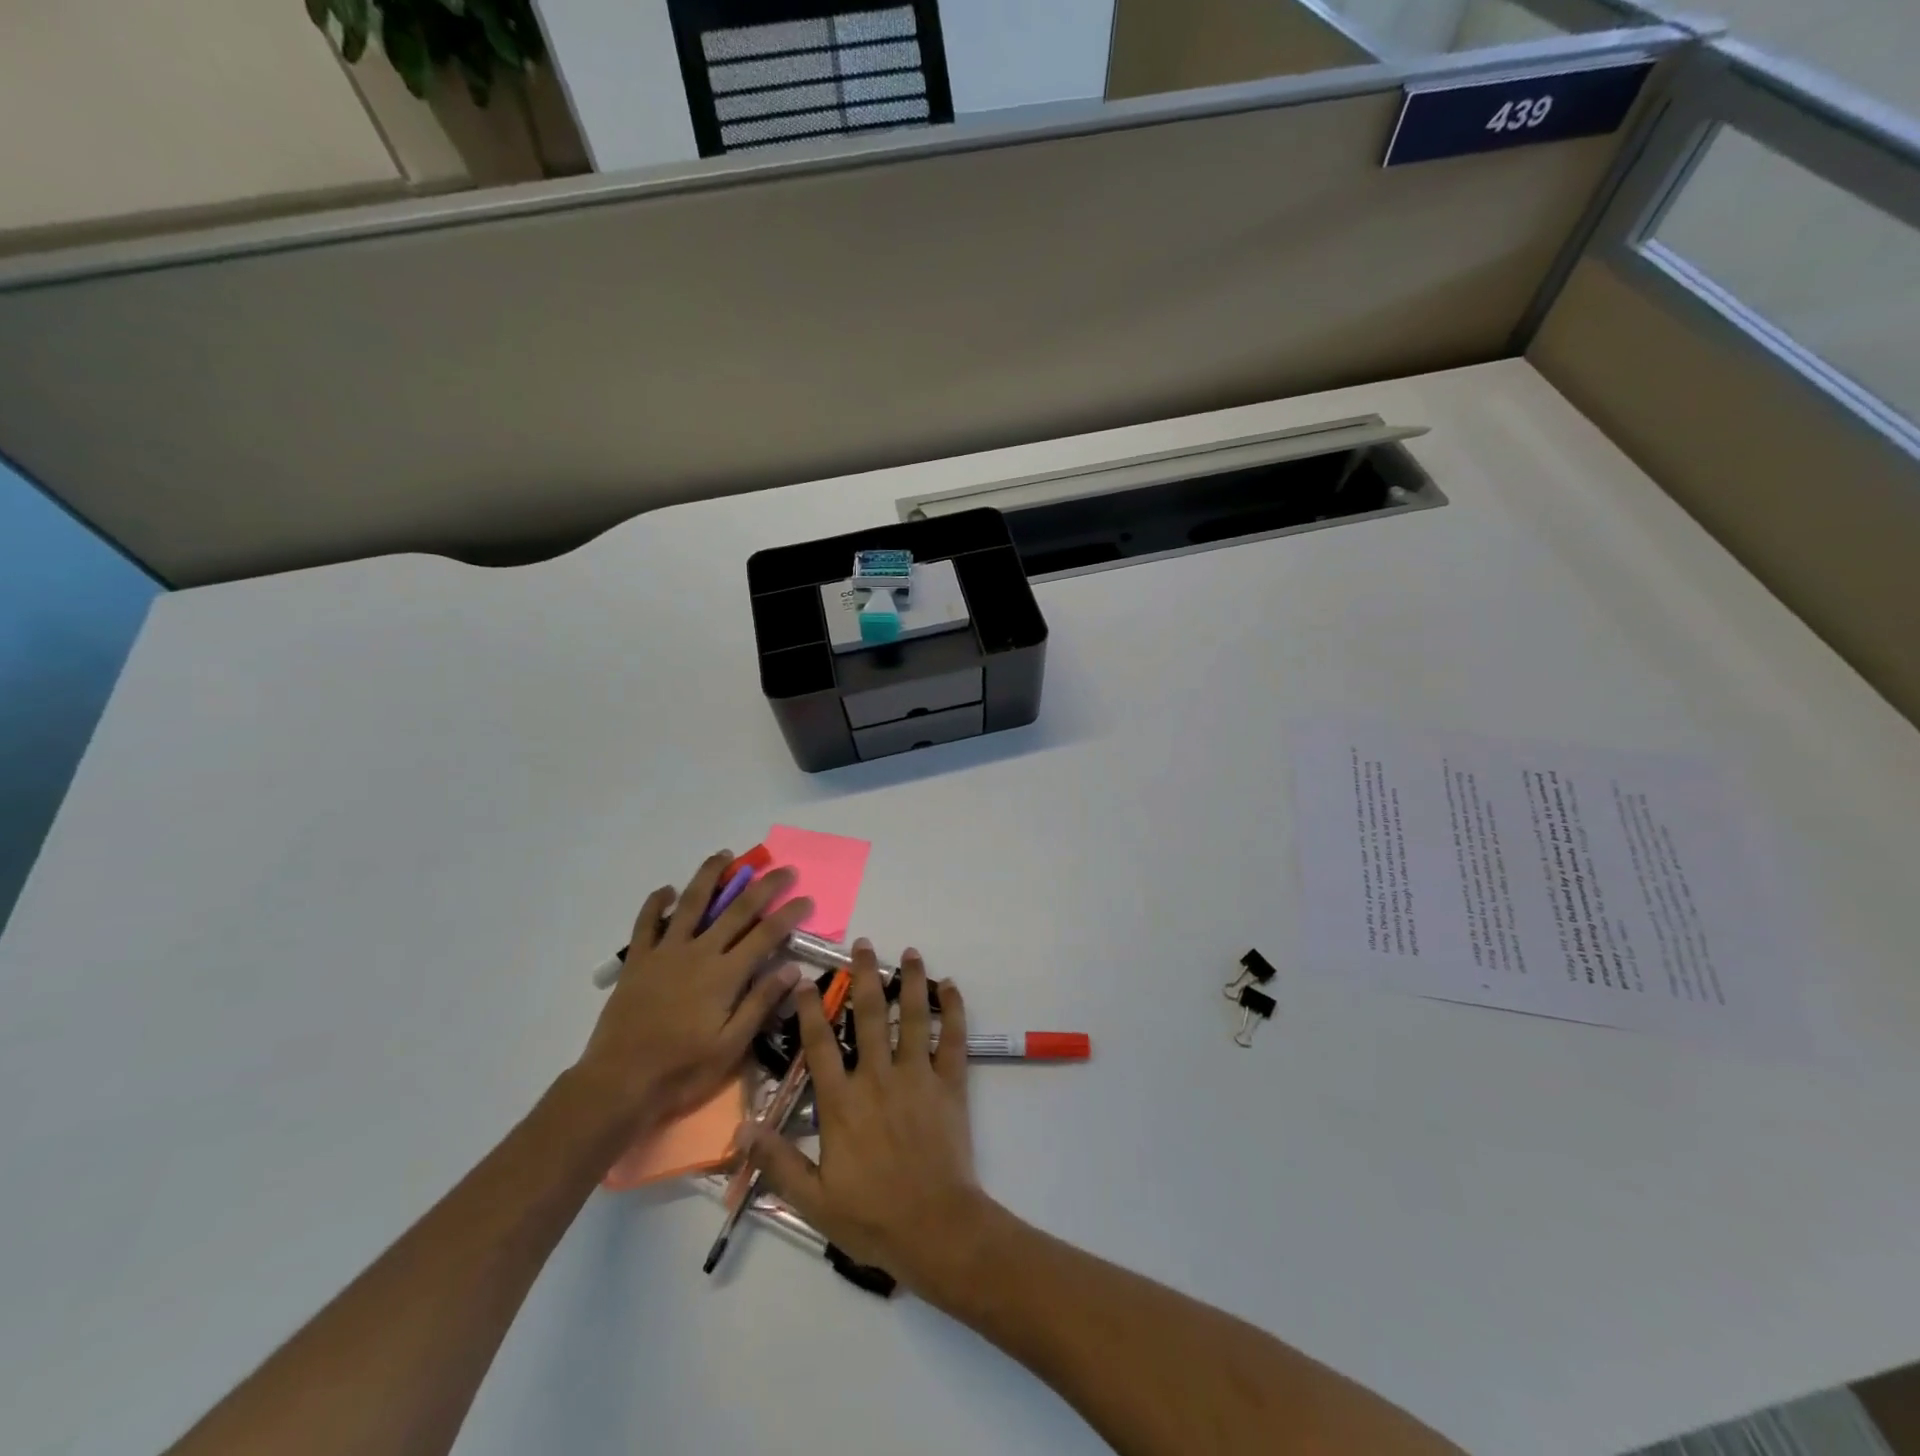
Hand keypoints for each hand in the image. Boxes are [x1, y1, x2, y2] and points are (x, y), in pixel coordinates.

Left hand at [573, 849, 813, 1135]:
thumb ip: (760, 1003)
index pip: (766, 934)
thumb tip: (792, 968)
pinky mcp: (638, 961)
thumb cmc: (682, 1070)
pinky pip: (646, 924)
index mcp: (725, 974)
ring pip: (690, 903)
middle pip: (736, 909)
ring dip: (709, 876)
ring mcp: (665, 953)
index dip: (789, 914)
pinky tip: (665, 890)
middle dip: (764, 886)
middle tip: (784, 869)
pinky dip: (654, 903)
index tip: (807, 898)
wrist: (619, 1083)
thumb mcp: (731, 1046)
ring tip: (724, 856)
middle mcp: (698, 952)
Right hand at [746, 943, 993, 1293]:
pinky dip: (953, 1010)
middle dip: (864, 977)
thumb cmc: (871, 1216)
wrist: (935, 1228)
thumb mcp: (813, 1199)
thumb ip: (778, 1160)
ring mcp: (917, 1077)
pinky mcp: (949, 1084)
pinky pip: (953, 1039)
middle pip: (869, 1016)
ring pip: (913, 1017)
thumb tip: (743, 1126)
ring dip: (911, 981)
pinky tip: (950, 987)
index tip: (804, 980)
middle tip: (862, 946)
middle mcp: (878, 1078)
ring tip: (910, 952)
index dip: (809, 1010)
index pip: (819, 1045)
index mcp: (842, 1103)